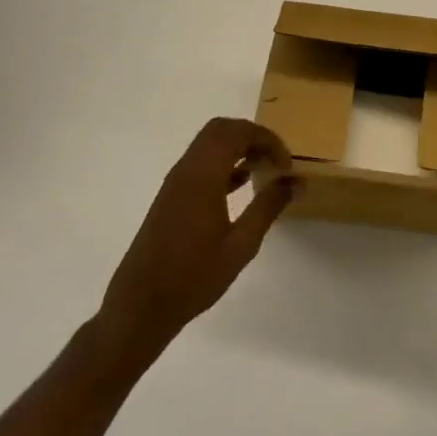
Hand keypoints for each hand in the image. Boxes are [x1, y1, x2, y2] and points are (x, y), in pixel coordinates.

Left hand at [97, 117, 296, 364]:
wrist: (141, 306)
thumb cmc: (194, 276)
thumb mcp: (241, 245)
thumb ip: (268, 207)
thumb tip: (295, 181)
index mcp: (203, 175)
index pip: (237, 132)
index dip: (267, 139)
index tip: (286, 164)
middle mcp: (187, 169)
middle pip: (221, 129)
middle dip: (252, 136)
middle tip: (275, 159)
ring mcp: (176, 182)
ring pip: (209, 144)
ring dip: (238, 147)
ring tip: (264, 169)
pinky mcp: (172, 196)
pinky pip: (201, 162)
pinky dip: (224, 162)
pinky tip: (242, 184)